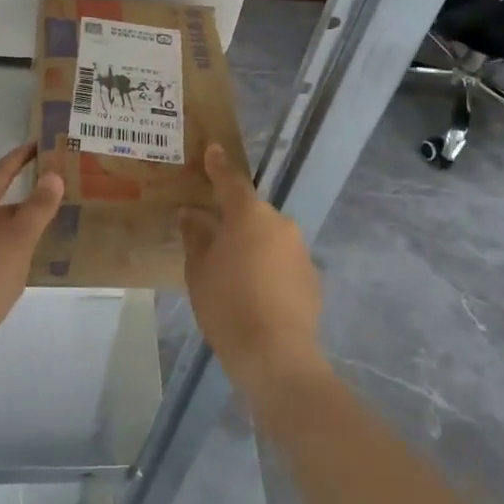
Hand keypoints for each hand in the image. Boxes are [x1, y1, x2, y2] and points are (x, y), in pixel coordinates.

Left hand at [0, 144, 63, 374]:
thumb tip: (53, 175)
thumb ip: (37, 209)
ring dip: (14, 224)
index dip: (19, 158)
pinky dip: (4, 247)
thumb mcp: (17, 242)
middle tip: (52, 192)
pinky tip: (18, 262)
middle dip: (21, 195)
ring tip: (43, 228)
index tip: (39, 145)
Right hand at [178, 144, 327, 399]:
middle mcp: (281, 224)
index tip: (213, 149)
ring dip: (254, 246)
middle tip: (214, 238)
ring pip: (271, 238)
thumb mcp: (198, 271)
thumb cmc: (227, 306)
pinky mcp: (313, 277)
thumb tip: (191, 215)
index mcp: (249, 215)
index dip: (219, 166)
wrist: (275, 354)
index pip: (231, 181)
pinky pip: (284, 262)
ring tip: (235, 273)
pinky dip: (271, 268)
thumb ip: (195, 237)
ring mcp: (301, 250)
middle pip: (253, 213)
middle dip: (235, 221)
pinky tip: (258, 293)